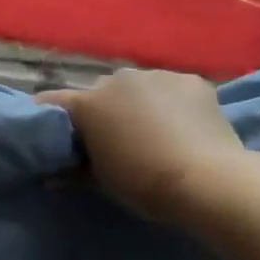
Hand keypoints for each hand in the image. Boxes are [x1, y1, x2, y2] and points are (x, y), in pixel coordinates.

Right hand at [37, 69, 247, 222]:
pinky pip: (173, 89)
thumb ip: (74, 171)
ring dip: (140, 103)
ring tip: (158, 131)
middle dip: (105, 110)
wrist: (209, 181)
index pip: (53, 101)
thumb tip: (50, 175)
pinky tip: (187, 126)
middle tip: (117, 138)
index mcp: (88, 103)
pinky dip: (174, 103)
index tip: (56, 131)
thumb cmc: (145, 184)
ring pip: (139, 87)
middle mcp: (116, 79)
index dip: (52, 115)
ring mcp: (155, 75)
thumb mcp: (103, 182)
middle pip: (101, 92)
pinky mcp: (190, 80)